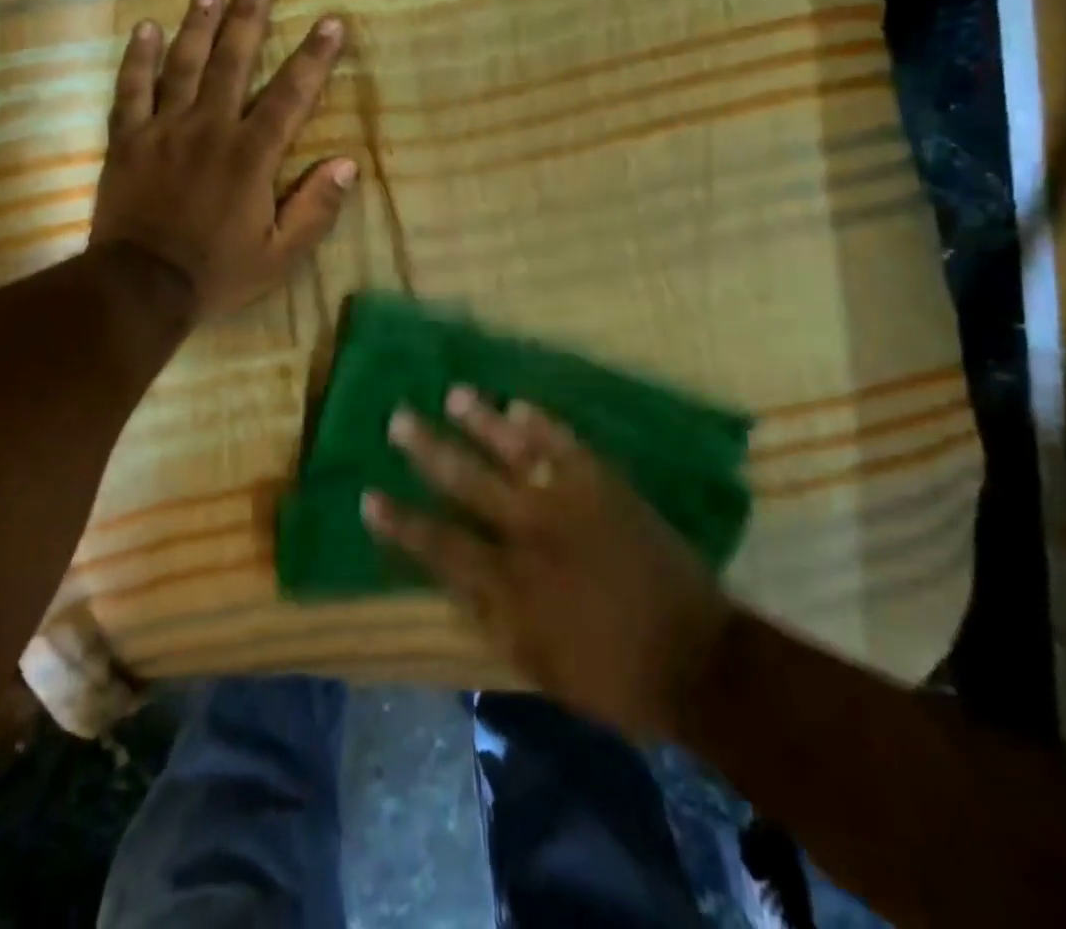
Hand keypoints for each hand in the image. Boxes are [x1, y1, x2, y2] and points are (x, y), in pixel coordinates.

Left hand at [89, 0, 355, 317]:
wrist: (140, 287)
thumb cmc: (216, 272)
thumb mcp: (279, 255)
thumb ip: (315, 209)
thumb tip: (347, 164)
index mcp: (250, 156)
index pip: (290, 96)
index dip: (314, 58)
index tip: (331, 23)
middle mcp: (208, 129)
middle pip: (232, 62)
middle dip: (248, 18)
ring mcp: (163, 130)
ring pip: (183, 65)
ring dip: (199, 24)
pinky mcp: (127, 140)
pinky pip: (130, 90)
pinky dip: (138, 58)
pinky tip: (146, 28)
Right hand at [362, 389, 730, 740]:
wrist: (696, 659)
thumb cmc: (609, 673)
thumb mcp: (534, 661)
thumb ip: (487, 615)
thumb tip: (449, 577)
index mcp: (509, 583)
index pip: (438, 543)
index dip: (400, 521)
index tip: (369, 496)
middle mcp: (530, 532)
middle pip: (466, 481)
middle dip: (428, 449)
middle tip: (398, 418)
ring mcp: (570, 501)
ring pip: (514, 449)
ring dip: (480, 419)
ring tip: (454, 393)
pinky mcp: (605, 486)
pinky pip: (566, 445)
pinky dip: (541, 423)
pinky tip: (518, 405)